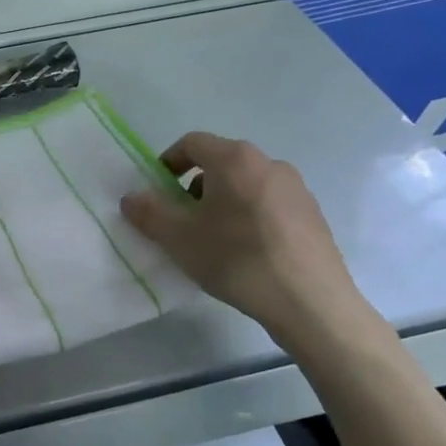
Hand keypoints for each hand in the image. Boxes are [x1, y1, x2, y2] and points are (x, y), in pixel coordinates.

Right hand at [120, 133, 367, 351]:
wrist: (310, 303)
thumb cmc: (237, 259)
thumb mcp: (178, 238)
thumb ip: (149, 212)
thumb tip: (132, 197)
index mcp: (235, 159)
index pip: (192, 143)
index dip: (168, 163)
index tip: (158, 192)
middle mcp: (269, 163)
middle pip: (220, 164)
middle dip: (194, 187)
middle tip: (183, 221)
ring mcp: (296, 189)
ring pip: (245, 185)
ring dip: (222, 203)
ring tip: (214, 241)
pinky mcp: (313, 216)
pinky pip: (268, 205)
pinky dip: (249, 217)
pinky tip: (246, 253)